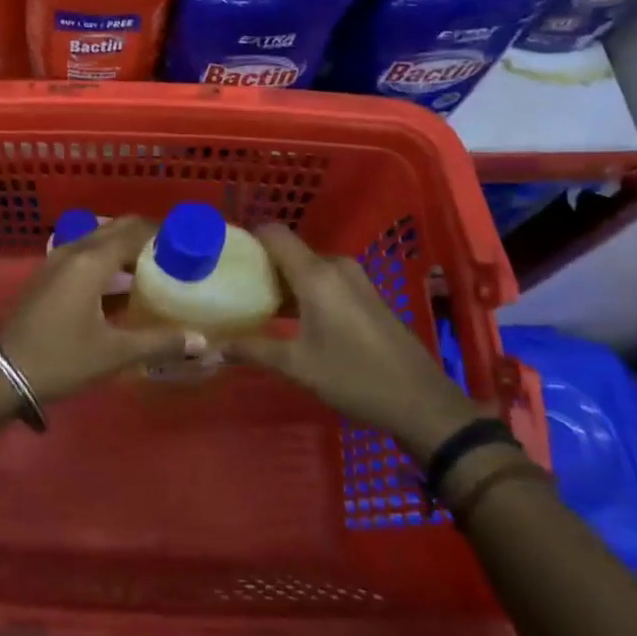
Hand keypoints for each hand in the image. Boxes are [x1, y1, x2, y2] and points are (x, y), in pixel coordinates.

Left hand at [0, 216, 199, 405]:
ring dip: (126, 247)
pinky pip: (85, 252)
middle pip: (117, 228)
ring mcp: (56, 260)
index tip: (190, 244)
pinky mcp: (48, 274)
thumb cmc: (60, 359)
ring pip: (99, 239)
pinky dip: (108, 258)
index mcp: (92, 260)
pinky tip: (121, 285)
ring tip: (154, 269)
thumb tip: (201, 341)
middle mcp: (74, 250)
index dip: (165, 233)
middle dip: (147, 236)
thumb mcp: (113, 353)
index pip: (136, 231)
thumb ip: (159, 342)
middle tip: (176, 256)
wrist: (1, 373)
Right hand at [226, 224, 483, 461]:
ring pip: (308, 267)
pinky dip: (306, 290)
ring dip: (285, 281)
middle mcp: (336, 267)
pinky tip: (295, 318)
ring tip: (260, 305)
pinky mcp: (367, 295)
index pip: (274, 233)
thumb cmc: (354, 378)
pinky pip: (326, 279)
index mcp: (316, 275)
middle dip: (263, 266)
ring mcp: (356, 279)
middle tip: (237, 288)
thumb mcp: (298, 366)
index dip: (247, 237)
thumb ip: (254, 351)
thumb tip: (214, 347)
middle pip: (290, 251)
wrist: (422, 402)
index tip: (225, 254)